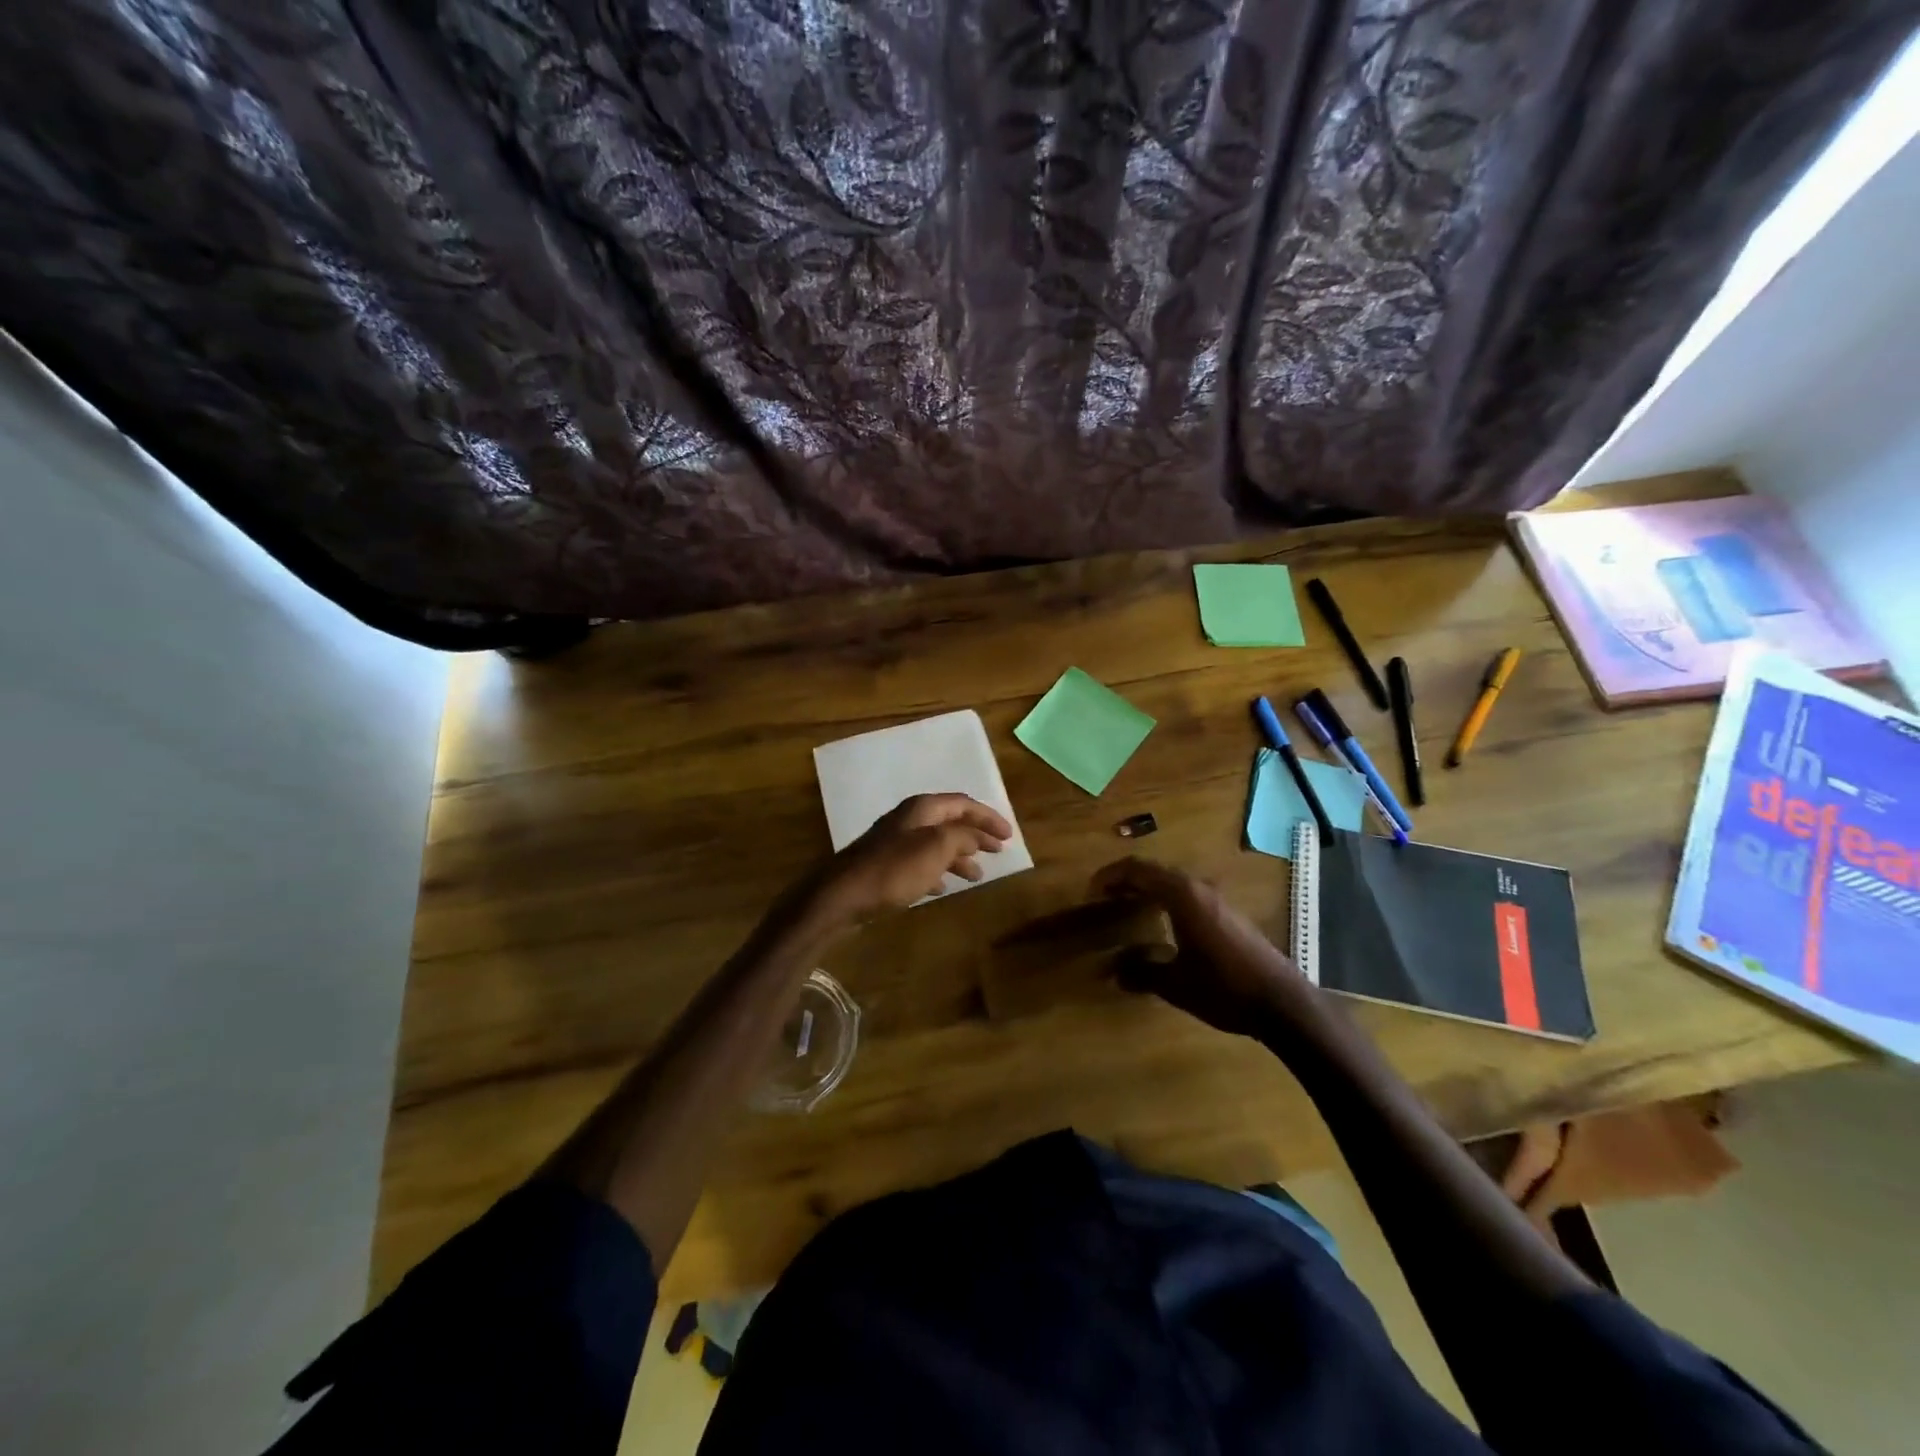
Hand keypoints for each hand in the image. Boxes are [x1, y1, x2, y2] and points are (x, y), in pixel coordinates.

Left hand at [812, 794, 1012, 926]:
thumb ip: (962, 837)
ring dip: (959, 856)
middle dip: (976, 835)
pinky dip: (937, 871)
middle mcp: (909, 820)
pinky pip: (920, 864)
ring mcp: (895, 843)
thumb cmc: (894, 869)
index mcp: (922, 809)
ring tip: (976, 875)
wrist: (842, 894)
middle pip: (950, 822)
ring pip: (936, 844)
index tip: (1009, 835)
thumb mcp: (936, 849)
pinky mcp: (885, 866)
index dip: (989, 817)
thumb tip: (976, 836)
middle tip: (998, 851)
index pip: (963, 804)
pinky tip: (943, 887)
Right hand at [1091, 857, 1314, 1036]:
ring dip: (1149, 887)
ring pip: (1174, 881)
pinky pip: (1188, 893)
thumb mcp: (1175, 984)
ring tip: (1128, 905)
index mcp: (1182, 896)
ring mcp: (1217, 900)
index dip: (1111, 876)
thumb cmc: (1223, 988)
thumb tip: (1114, 969)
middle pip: (1155, 871)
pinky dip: (1166, 898)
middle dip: (1127, 879)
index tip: (1092, 890)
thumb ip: (1142, 972)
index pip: (1138, 870)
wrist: (1282, 1002)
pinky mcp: (1228, 914)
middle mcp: (1199, 888)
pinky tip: (1163, 922)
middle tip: (1105, 896)